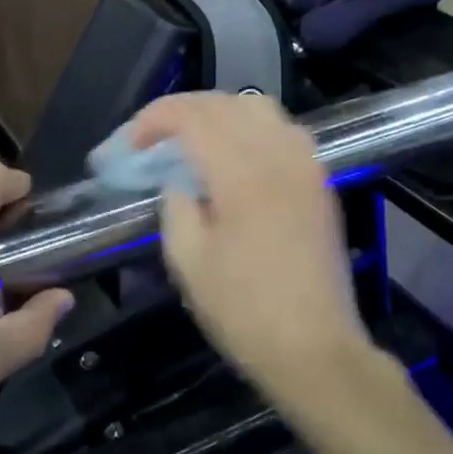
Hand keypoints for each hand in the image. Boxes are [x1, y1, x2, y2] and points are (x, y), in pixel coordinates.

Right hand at [130, 92, 369, 402]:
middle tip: (154, 137)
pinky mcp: (320, 181)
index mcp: (242, 174)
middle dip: (182, 110)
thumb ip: (175, 207)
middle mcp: (279, 155)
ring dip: (219, 113)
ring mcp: (306, 165)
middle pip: (225, 102)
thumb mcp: (188, 262)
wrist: (316, 350)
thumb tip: (178, 181)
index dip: (155, 118)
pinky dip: (251, 127)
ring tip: (193, 140)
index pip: (193, 116)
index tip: (132, 142)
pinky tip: (235, 156)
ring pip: (259, 107)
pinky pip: (283, 130)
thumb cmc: (244, 312)